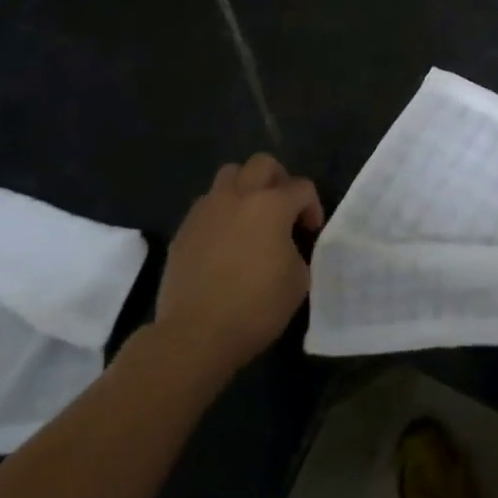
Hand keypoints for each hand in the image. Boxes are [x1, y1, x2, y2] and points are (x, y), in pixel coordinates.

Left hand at [154, 155, 321, 371]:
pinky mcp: (184, 229)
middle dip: (279, 180)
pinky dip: (221, 212)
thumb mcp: (298, 280)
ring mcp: (206, 210)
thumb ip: (297, 250)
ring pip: (229, 175)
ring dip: (246, 188)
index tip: (310, 232)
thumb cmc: (256, 307)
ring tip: (250, 217)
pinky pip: (207, 204)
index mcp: (271, 205)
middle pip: (262, 164)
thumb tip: (285, 244)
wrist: (195, 334)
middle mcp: (238, 196)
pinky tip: (225, 241)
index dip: (312, 207)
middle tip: (283, 209)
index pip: (302, 187)